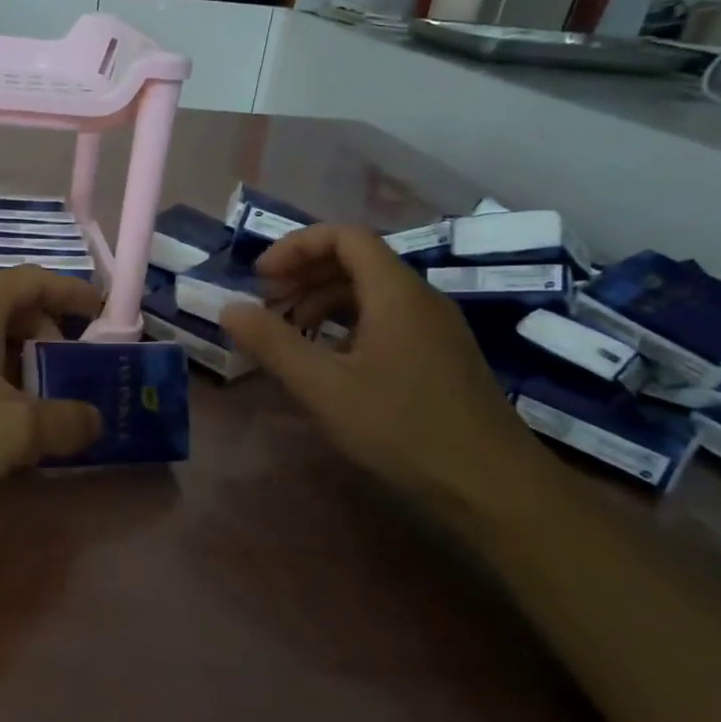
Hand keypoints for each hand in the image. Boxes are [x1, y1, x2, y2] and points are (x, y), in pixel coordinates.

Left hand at [0, 267, 104, 518]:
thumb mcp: (13, 431)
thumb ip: (64, 422)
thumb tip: (94, 421)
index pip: (39, 281)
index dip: (74, 295)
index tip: (102, 315)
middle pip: (13, 310)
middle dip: (48, 340)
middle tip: (71, 378)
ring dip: (17, 367)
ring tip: (38, 409)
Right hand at [220, 224, 553, 515]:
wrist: (492, 485)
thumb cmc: (401, 427)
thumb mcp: (323, 386)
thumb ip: (272, 342)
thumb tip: (228, 308)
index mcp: (395, 292)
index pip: (344, 236)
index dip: (296, 247)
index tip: (260, 278)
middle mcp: (420, 298)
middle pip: (357, 260)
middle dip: (304, 274)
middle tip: (267, 305)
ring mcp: (435, 328)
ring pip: (371, 293)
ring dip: (324, 301)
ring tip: (290, 334)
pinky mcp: (440, 356)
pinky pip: (386, 320)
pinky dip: (347, 326)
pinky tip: (329, 362)